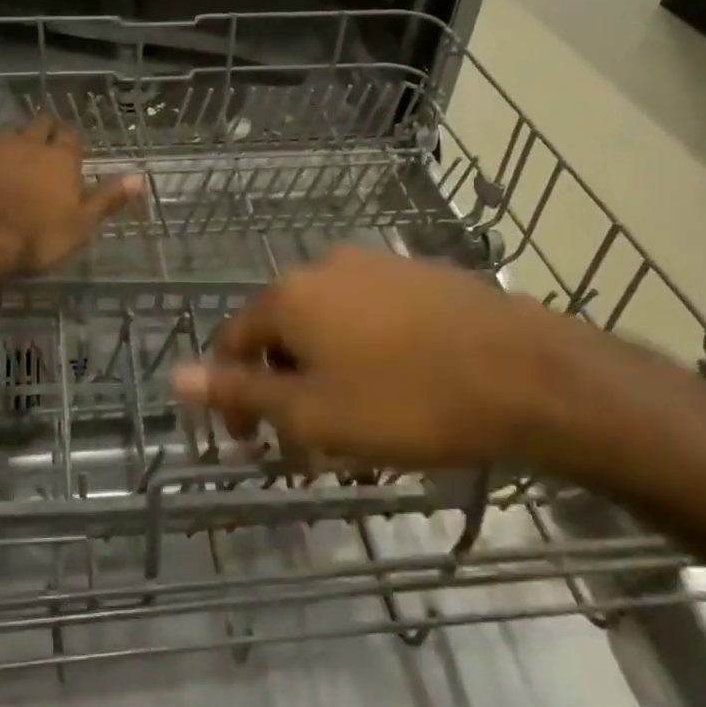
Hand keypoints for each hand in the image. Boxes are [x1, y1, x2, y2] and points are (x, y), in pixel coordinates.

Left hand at [0, 117, 142, 274]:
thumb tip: (140, 177)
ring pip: (5, 133)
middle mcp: (28, 143)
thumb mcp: (81, 225)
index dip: (71, 142)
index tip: (71, 151)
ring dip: (8, 143)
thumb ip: (108, 198)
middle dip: (44, 132)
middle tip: (42, 148)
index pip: (72, 136)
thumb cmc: (35, 238)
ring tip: (6, 160)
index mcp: (61, 159)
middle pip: (40, 125)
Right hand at [171, 246, 575, 471]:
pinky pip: (370, 314)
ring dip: (324, 370)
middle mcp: (325, 265)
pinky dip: (364, 350)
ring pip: (328, 323)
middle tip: (305, 440)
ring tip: (354, 420)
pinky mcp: (421, 273)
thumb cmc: (408, 402)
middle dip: (282, 386)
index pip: (232, 340)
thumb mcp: (314, 413)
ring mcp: (378, 264)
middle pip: (281, 330)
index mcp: (290, 296)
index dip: (231, 393)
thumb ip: (241, 392)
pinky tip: (396, 385)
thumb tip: (175, 377)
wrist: (530, 375)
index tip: (249, 442)